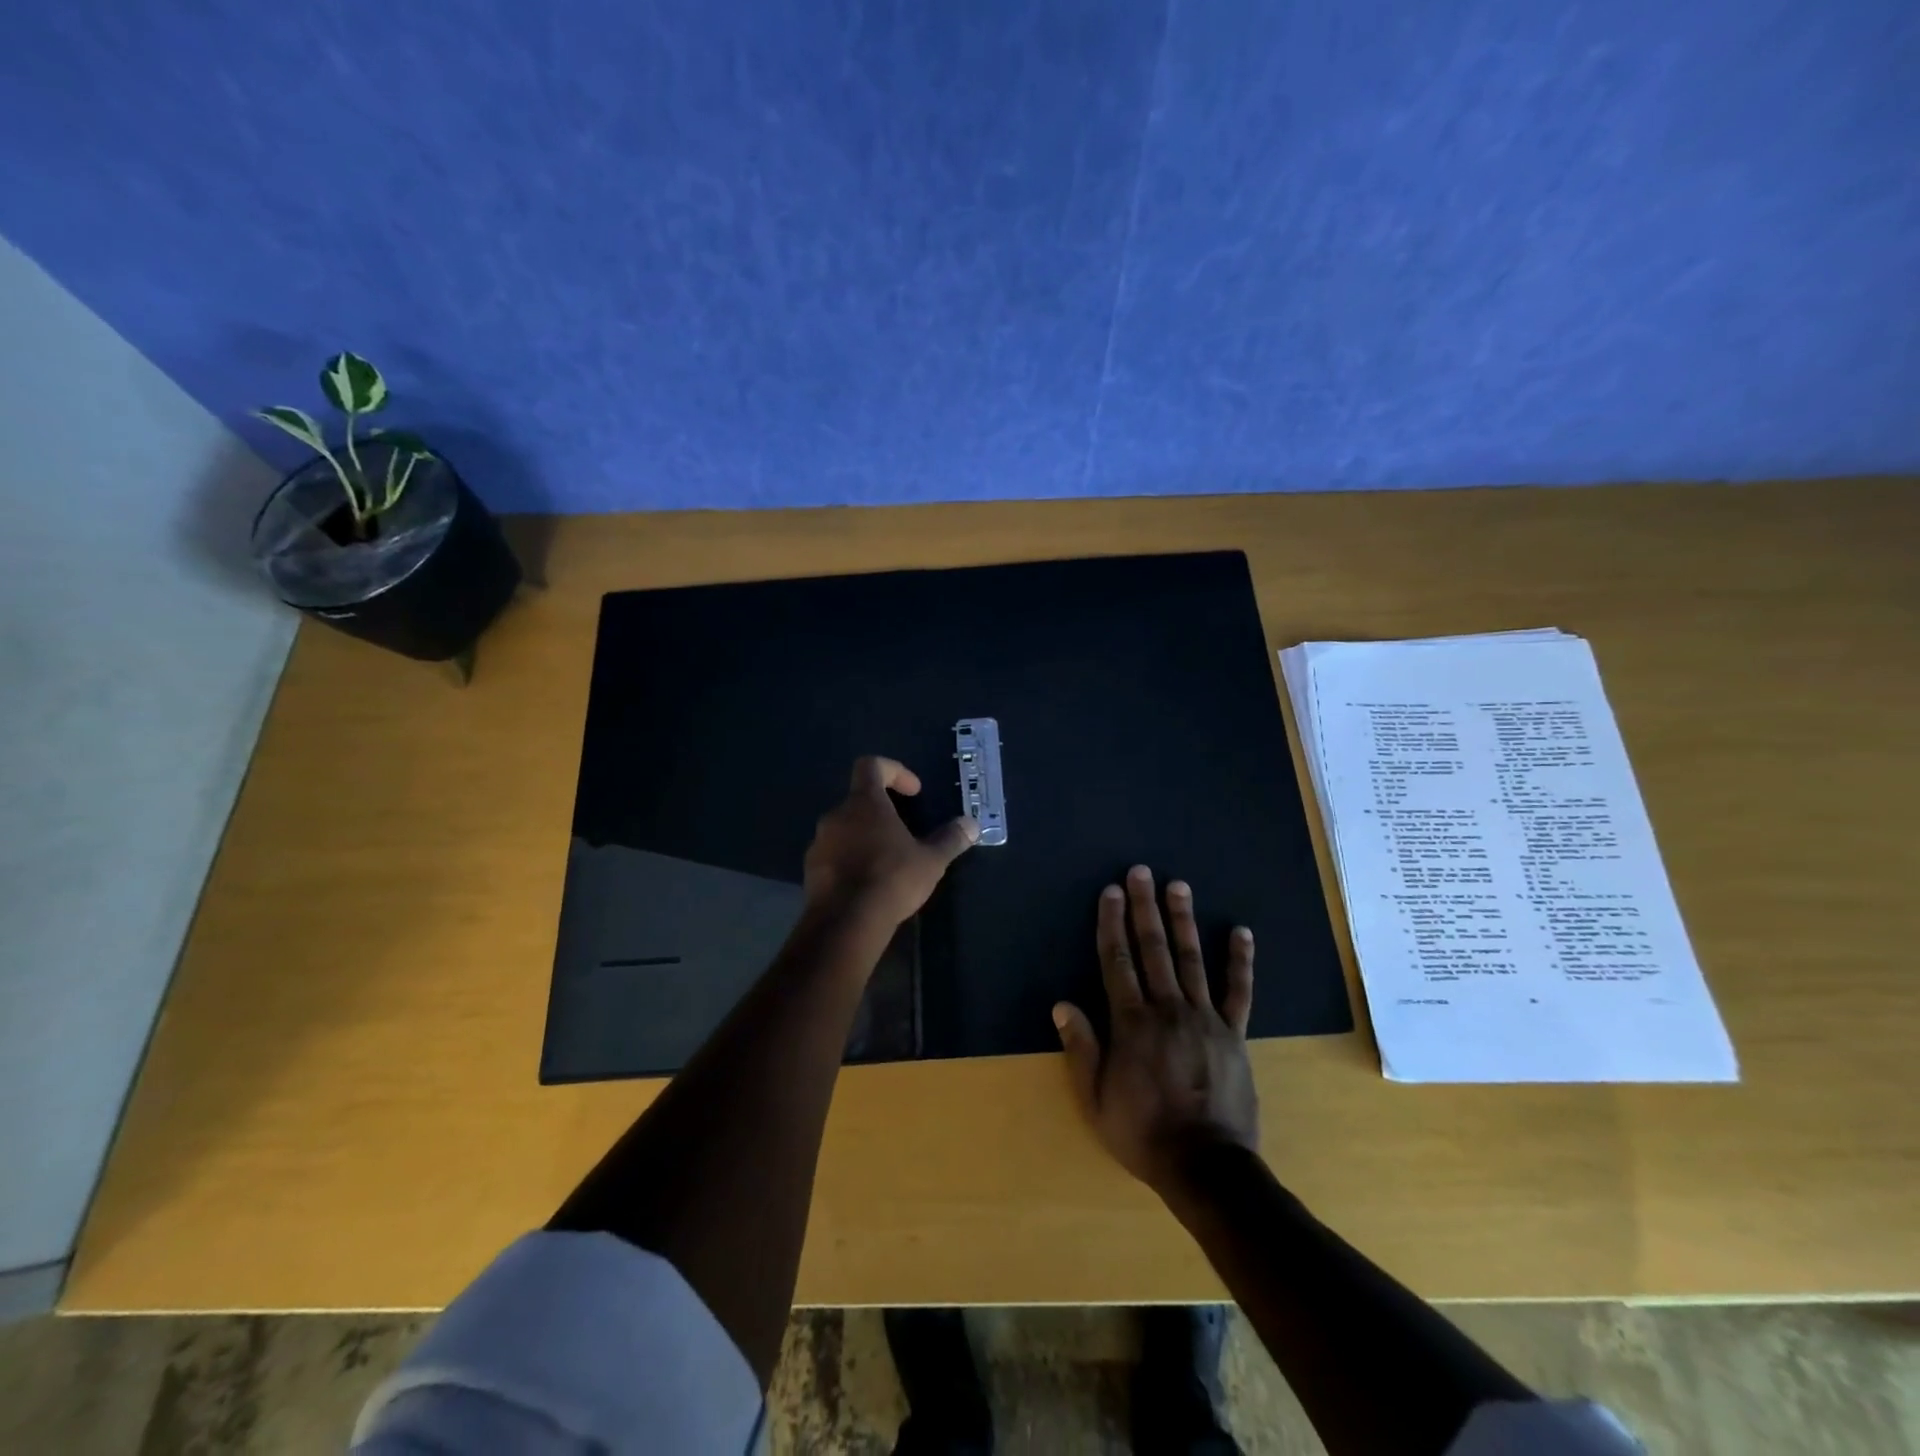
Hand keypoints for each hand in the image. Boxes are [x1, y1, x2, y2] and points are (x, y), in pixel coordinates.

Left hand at [803, 756, 978, 929]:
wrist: (845, 922)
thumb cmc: (891, 879)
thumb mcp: (931, 860)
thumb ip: (950, 839)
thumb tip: (972, 824)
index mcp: (864, 803)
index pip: (871, 765)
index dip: (894, 771)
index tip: (913, 792)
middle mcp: (836, 815)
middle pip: (859, 800)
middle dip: (882, 812)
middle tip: (905, 834)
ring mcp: (819, 842)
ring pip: (845, 829)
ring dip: (865, 837)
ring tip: (887, 862)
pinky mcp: (810, 869)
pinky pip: (833, 854)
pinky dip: (850, 860)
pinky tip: (868, 884)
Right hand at [1052, 866, 1258, 1196]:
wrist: (1206, 1168)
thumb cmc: (1143, 1133)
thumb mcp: (1096, 1100)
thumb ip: (1081, 1049)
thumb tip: (1063, 1005)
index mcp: (1131, 1023)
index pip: (1117, 961)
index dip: (1111, 923)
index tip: (1110, 892)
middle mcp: (1168, 1009)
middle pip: (1153, 948)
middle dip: (1145, 907)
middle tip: (1141, 872)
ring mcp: (1205, 1018)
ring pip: (1192, 959)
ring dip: (1183, 920)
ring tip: (1178, 885)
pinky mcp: (1234, 1033)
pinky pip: (1238, 991)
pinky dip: (1239, 961)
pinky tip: (1240, 932)